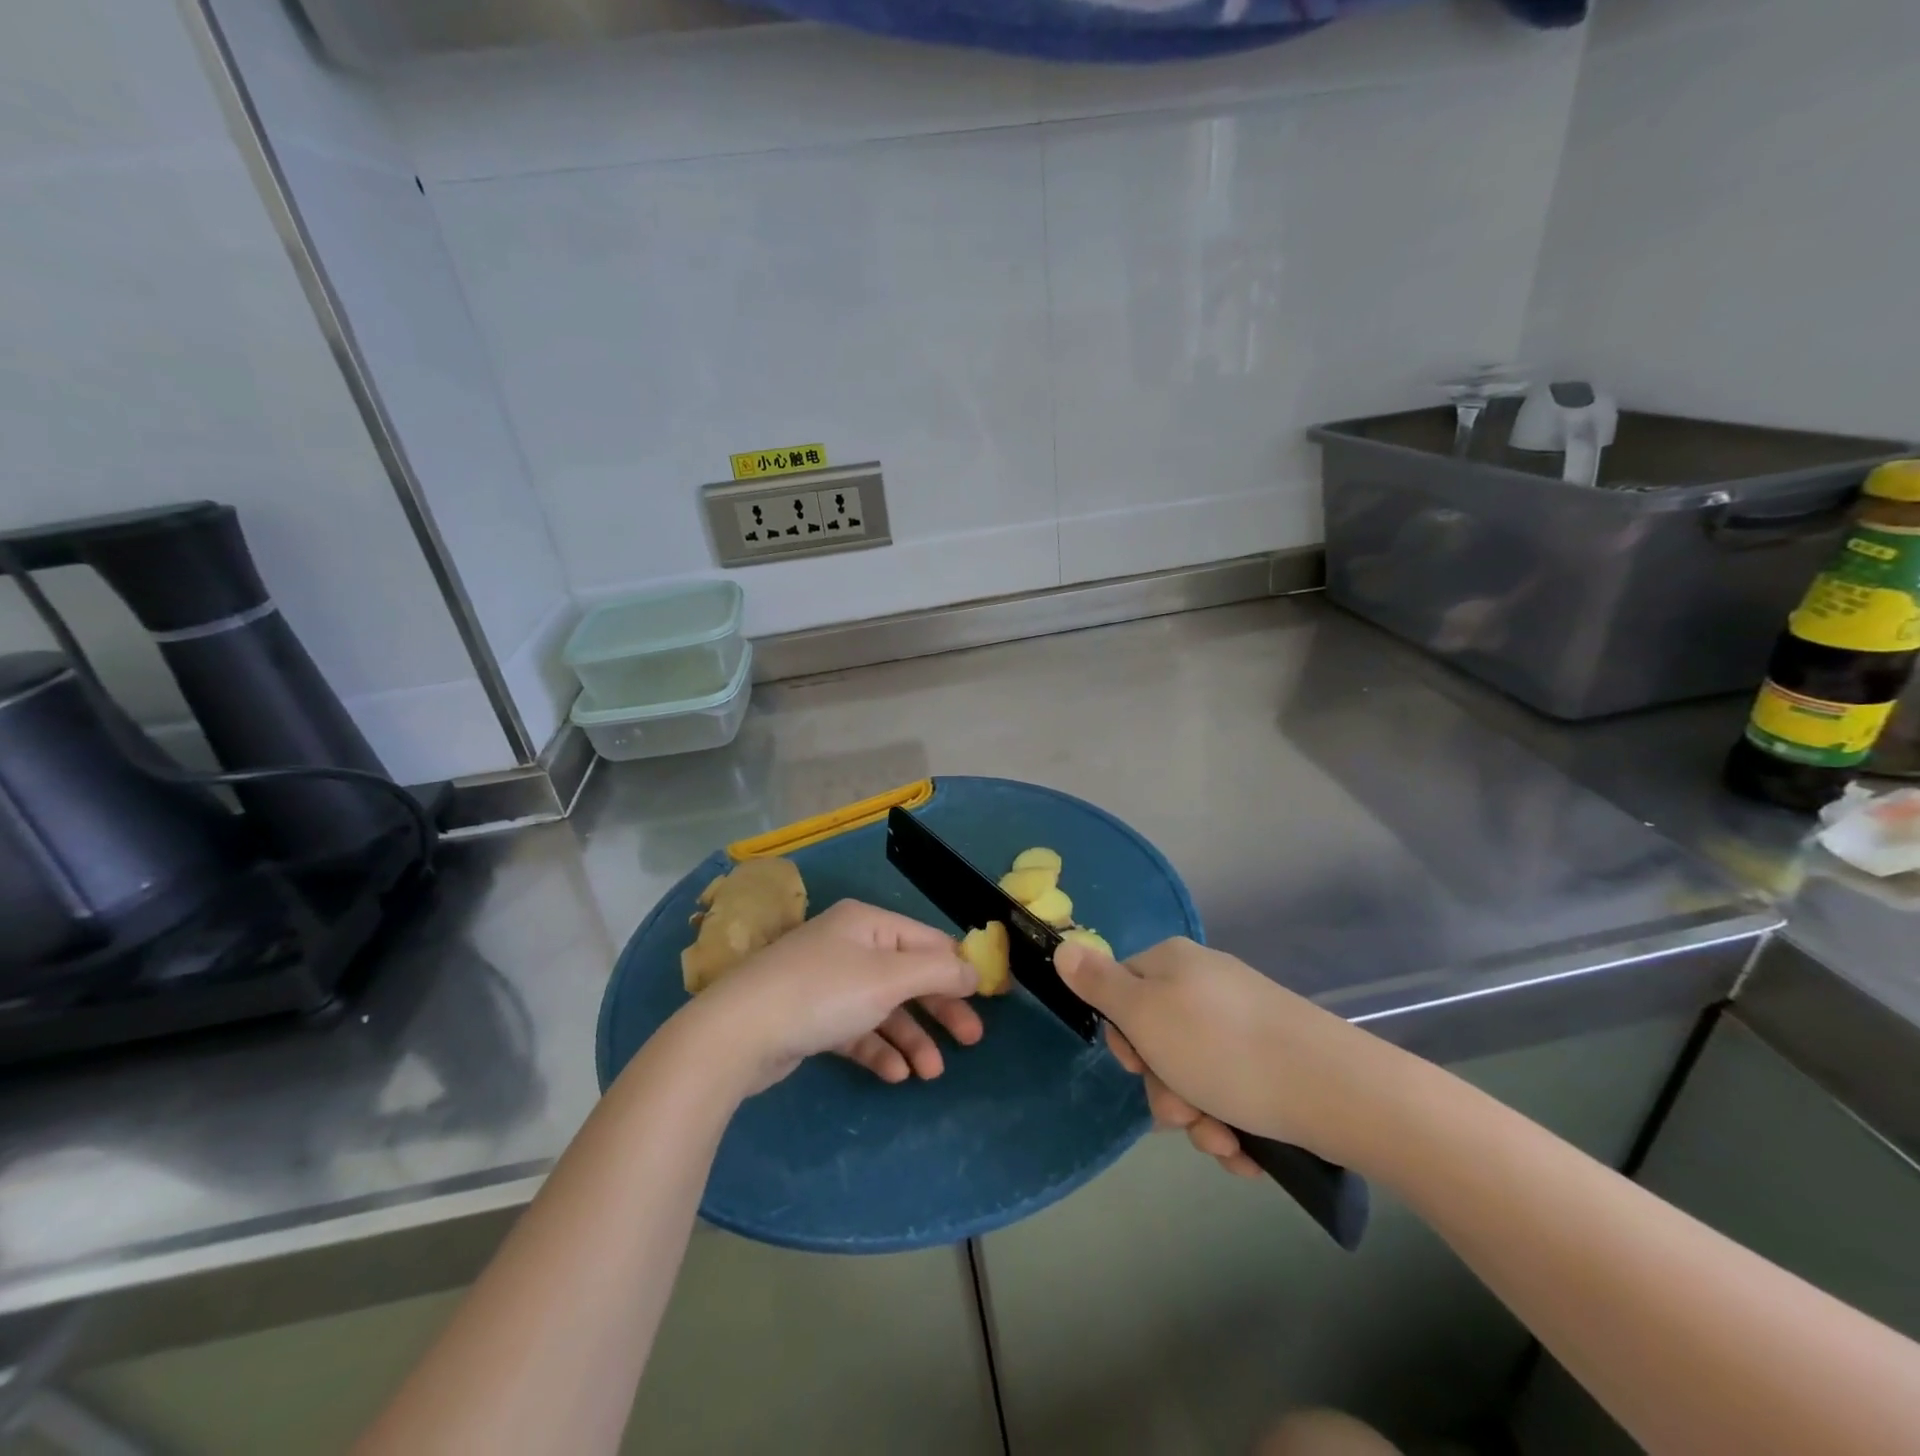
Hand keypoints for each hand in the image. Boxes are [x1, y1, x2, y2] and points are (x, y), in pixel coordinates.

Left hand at [688, 900, 982, 1092]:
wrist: (737, 1034)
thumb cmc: (822, 993)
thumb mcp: (888, 978)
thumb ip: (937, 972)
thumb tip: (975, 970)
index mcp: (867, 923)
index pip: (927, 941)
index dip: (960, 968)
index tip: (990, 998)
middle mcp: (849, 946)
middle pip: (909, 975)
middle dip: (939, 1009)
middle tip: (971, 1040)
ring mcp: (829, 982)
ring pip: (884, 1008)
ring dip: (911, 1038)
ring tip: (930, 1073)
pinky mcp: (813, 1018)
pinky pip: (857, 1030)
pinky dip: (878, 1049)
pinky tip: (894, 1075)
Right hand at [1056, 936, 1372, 1169]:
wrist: (1340, 1091)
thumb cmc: (1226, 1051)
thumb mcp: (1146, 1015)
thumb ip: (1099, 984)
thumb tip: (1065, 945)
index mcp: (1174, 964)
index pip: (1121, 990)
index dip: (1124, 1037)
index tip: (1139, 1065)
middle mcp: (1208, 986)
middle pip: (1158, 1040)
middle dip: (1166, 1090)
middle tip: (1185, 1113)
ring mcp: (1245, 1023)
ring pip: (1195, 1077)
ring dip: (1199, 1118)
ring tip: (1225, 1141)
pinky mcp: (1277, 1061)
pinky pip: (1234, 1094)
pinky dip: (1234, 1125)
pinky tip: (1249, 1151)